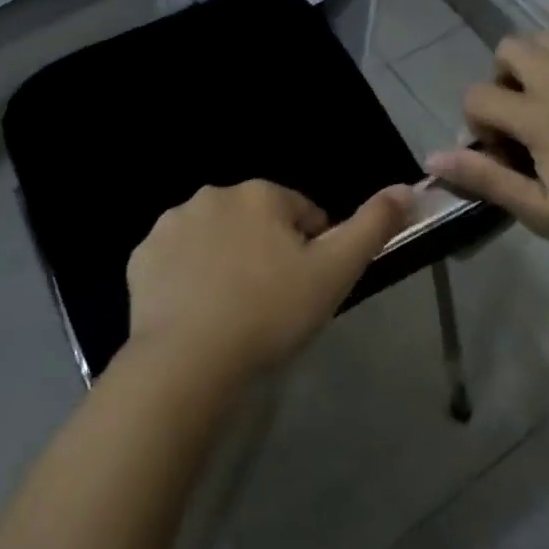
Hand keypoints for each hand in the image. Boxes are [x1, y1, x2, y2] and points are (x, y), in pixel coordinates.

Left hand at [126, 181, 411, 382]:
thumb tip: (406, 188)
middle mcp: (214, 195)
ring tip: (232, 311)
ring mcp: (172, 224)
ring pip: (214, 237)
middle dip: (266, 251)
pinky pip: (176, 260)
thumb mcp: (335, 271)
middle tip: (271, 302)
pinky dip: (188, 277)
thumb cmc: (270, 311)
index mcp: (261, 194)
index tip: (305, 289)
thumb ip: (373, 226)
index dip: (311, 251)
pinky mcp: (141, 256)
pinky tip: (196, 312)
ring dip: (226, 260)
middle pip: (255, 221)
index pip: (301, 213)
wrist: (188, 360)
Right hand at [426, 32, 548, 267]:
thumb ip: (487, 179)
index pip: (477, 96)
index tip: (504, 156)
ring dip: (536, 61)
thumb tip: (434, 156)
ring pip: (548, 36)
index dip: (477, 125)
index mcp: (539, 116)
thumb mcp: (543, 212)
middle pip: (508, 48)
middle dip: (501, 80)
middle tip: (522, 120)